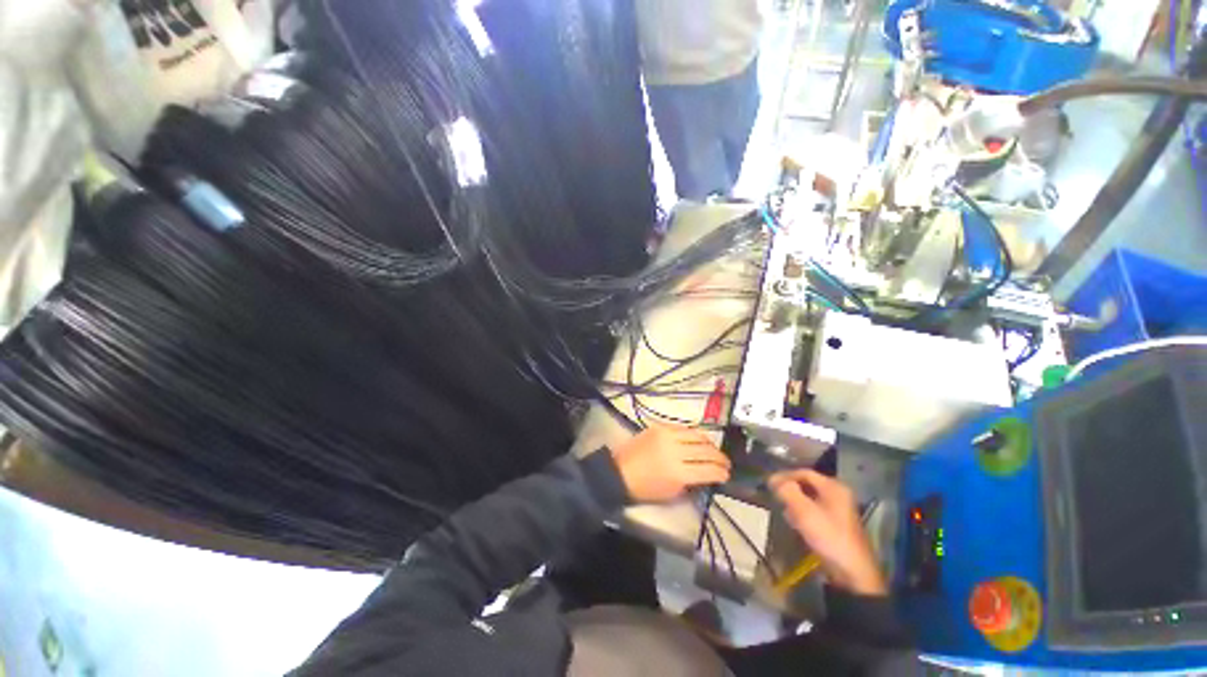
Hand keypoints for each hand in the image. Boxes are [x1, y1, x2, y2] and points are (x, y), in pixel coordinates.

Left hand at [611, 424, 730, 503]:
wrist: (621, 471)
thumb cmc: (646, 488)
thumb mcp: (673, 492)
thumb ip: (693, 483)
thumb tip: (709, 474)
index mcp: (678, 473)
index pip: (709, 470)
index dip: (722, 473)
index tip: (726, 475)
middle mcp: (675, 451)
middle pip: (706, 451)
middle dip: (720, 458)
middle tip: (725, 463)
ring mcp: (667, 435)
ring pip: (698, 435)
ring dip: (710, 444)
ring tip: (714, 451)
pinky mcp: (660, 426)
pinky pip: (684, 428)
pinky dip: (694, 435)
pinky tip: (698, 441)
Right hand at [770, 469, 886, 595]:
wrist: (852, 572)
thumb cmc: (828, 536)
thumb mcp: (804, 511)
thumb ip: (787, 491)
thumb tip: (773, 479)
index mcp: (833, 487)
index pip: (803, 472)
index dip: (785, 476)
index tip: (769, 484)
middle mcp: (838, 494)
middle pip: (806, 484)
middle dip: (790, 490)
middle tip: (776, 497)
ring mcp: (839, 510)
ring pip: (809, 498)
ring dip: (795, 502)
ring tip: (784, 511)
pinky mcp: (836, 524)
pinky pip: (815, 510)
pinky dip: (803, 513)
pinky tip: (796, 523)